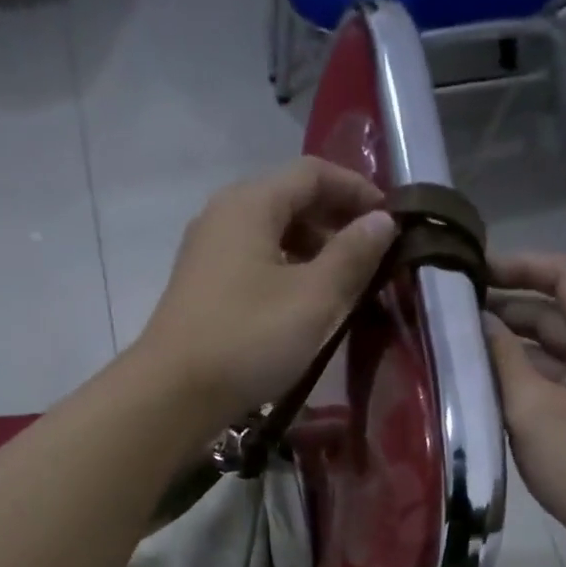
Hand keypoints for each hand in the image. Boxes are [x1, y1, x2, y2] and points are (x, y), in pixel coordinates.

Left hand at [138, 157, 397, 427]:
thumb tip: (382, 221)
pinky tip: (306, 306)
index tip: (391, 221)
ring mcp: (210, 253)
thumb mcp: (314, 299)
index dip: (357, 190)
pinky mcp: (205, 287)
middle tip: (373, 257)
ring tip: (345, 286)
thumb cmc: (249, 339)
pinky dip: (289, 272)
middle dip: (336, 222)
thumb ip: (352, 256)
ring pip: (273, 235)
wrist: (174, 393)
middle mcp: (225, 215)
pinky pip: (257, 263)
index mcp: (250, 203)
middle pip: (291, 200)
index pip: (313, 173)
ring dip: (314, 251)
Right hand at [483, 252, 565, 560]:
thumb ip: (502, 359)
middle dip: (506, 307)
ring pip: (551, 347)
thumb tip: (478, 323)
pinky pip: (553, 378)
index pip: (563, 274)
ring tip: (457, 347)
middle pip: (555, 310)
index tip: (471, 272)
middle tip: (451, 314)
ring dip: (509, 345)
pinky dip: (521, 375)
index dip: (518, 265)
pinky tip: (482, 384)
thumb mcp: (533, 408)